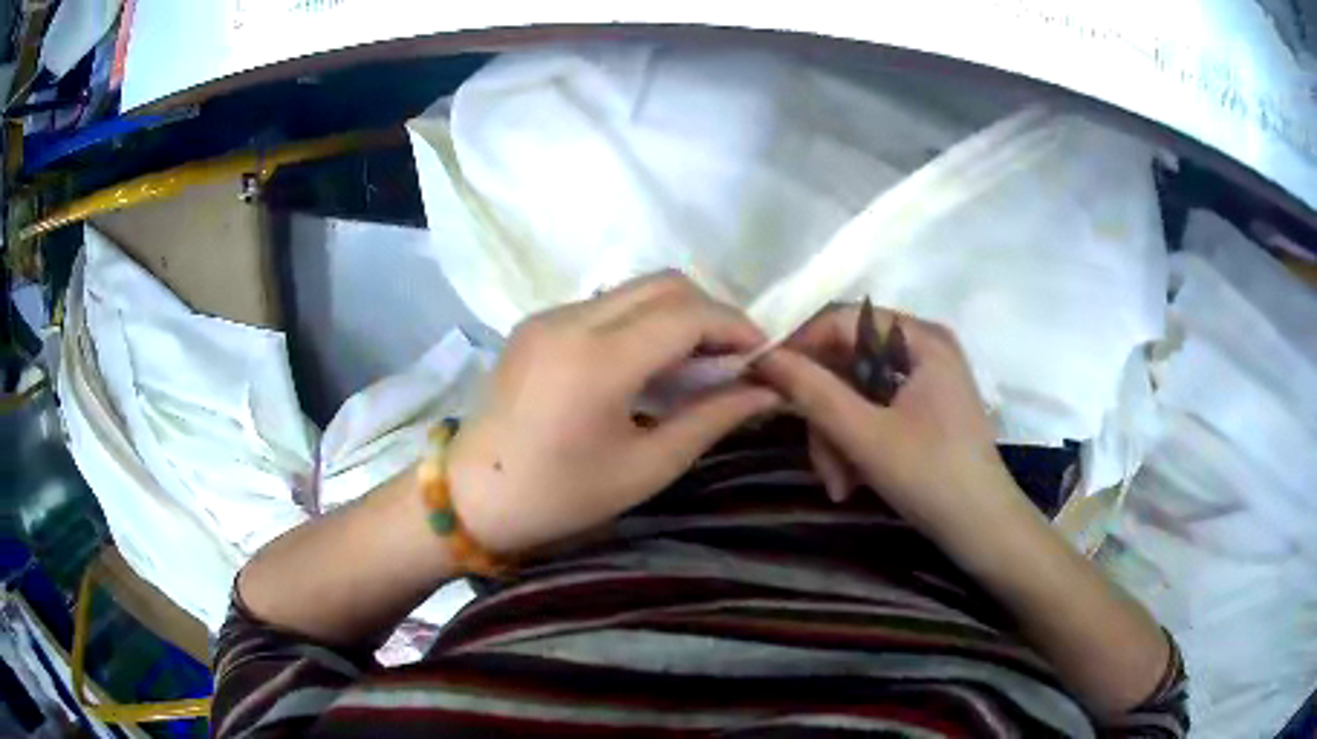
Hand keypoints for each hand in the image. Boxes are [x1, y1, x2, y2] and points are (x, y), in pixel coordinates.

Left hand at [448, 273, 780, 554]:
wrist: (472, 497)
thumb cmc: (560, 497)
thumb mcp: (645, 468)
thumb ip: (711, 420)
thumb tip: (767, 392)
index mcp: (597, 361)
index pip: (687, 315)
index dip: (736, 327)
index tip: (764, 356)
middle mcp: (571, 320)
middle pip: (664, 284)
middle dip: (711, 313)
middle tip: (734, 357)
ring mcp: (548, 316)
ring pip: (635, 289)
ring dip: (677, 314)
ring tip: (698, 362)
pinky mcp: (536, 322)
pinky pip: (606, 305)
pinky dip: (642, 321)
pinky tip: (648, 363)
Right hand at [755, 305, 1015, 530]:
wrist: (982, 529)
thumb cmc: (931, 476)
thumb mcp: (865, 435)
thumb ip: (813, 391)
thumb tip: (763, 356)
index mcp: (921, 338)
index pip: (843, 320)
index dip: (801, 347)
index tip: (768, 384)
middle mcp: (924, 348)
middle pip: (849, 363)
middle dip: (826, 416)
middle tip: (820, 464)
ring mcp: (926, 380)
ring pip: (857, 393)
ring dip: (838, 439)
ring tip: (839, 485)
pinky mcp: (925, 408)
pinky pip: (875, 411)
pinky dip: (857, 443)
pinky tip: (853, 481)